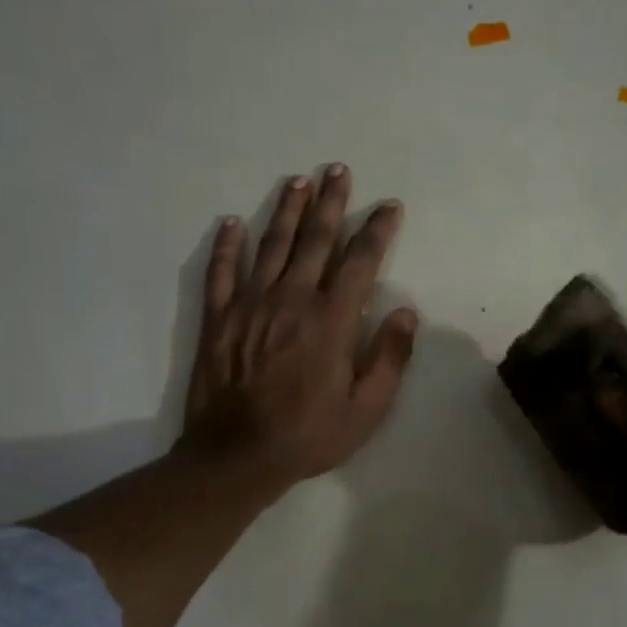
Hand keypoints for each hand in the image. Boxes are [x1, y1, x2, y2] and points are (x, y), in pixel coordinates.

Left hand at [182, 164, 418, 497]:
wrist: (237, 456)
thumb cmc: (309, 434)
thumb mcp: (367, 409)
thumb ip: (390, 359)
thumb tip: (407, 313)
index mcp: (331, 320)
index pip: (360, 261)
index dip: (377, 230)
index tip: (389, 206)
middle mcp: (291, 300)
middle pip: (313, 240)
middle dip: (330, 203)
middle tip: (338, 170)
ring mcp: (250, 305)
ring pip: (270, 246)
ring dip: (285, 211)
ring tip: (298, 181)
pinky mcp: (218, 319)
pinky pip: (221, 273)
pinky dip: (227, 246)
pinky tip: (231, 224)